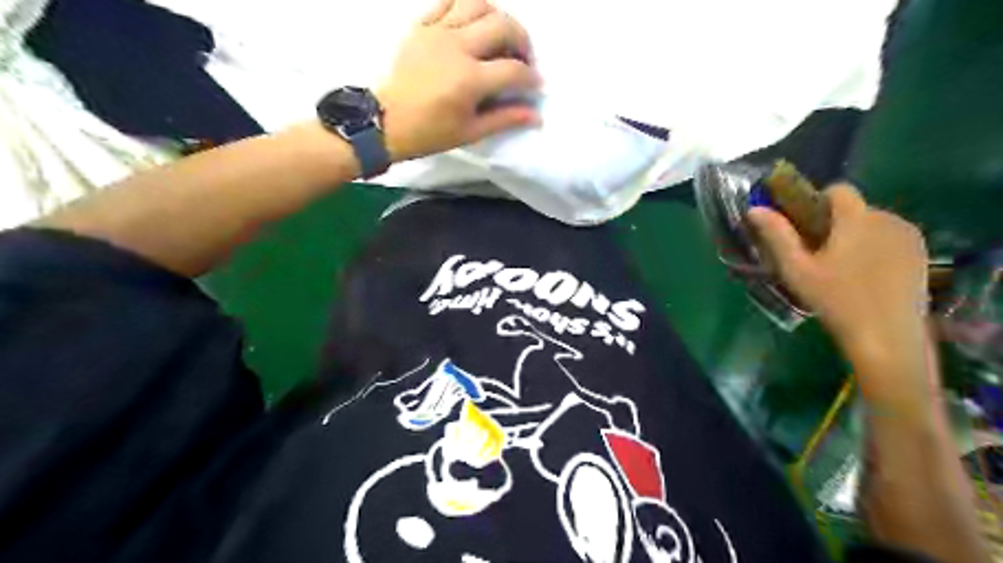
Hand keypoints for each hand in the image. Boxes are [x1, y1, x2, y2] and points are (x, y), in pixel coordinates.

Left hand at [374, 1, 539, 162]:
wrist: (386, 121)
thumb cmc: (430, 132)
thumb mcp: (471, 132)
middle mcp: (457, 47)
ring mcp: (437, 32)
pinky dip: (465, 7)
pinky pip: (448, 1)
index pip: (513, 70)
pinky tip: (471, 25)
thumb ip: (505, 119)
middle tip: (522, 58)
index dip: (531, 77)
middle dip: (522, 41)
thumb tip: (536, 115)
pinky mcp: (421, 26)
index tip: (535, 85)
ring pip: (477, 3)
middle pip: (503, 26)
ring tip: (499, 37)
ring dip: (497, 17)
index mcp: (470, 80)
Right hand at [747, 188, 928, 356]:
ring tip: (842, 268)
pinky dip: (875, 247)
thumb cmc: (835, 300)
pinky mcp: (921, 254)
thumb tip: (754, 209)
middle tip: (818, 255)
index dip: (818, 201)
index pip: (839, 189)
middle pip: (855, 208)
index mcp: (857, 219)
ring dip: (856, 235)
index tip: (804, 227)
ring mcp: (910, 237)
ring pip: (874, 223)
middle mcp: (889, 218)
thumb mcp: (797, 269)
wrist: (887, 336)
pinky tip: (866, 275)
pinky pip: (891, 238)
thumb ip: (777, 235)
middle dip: (835, 223)